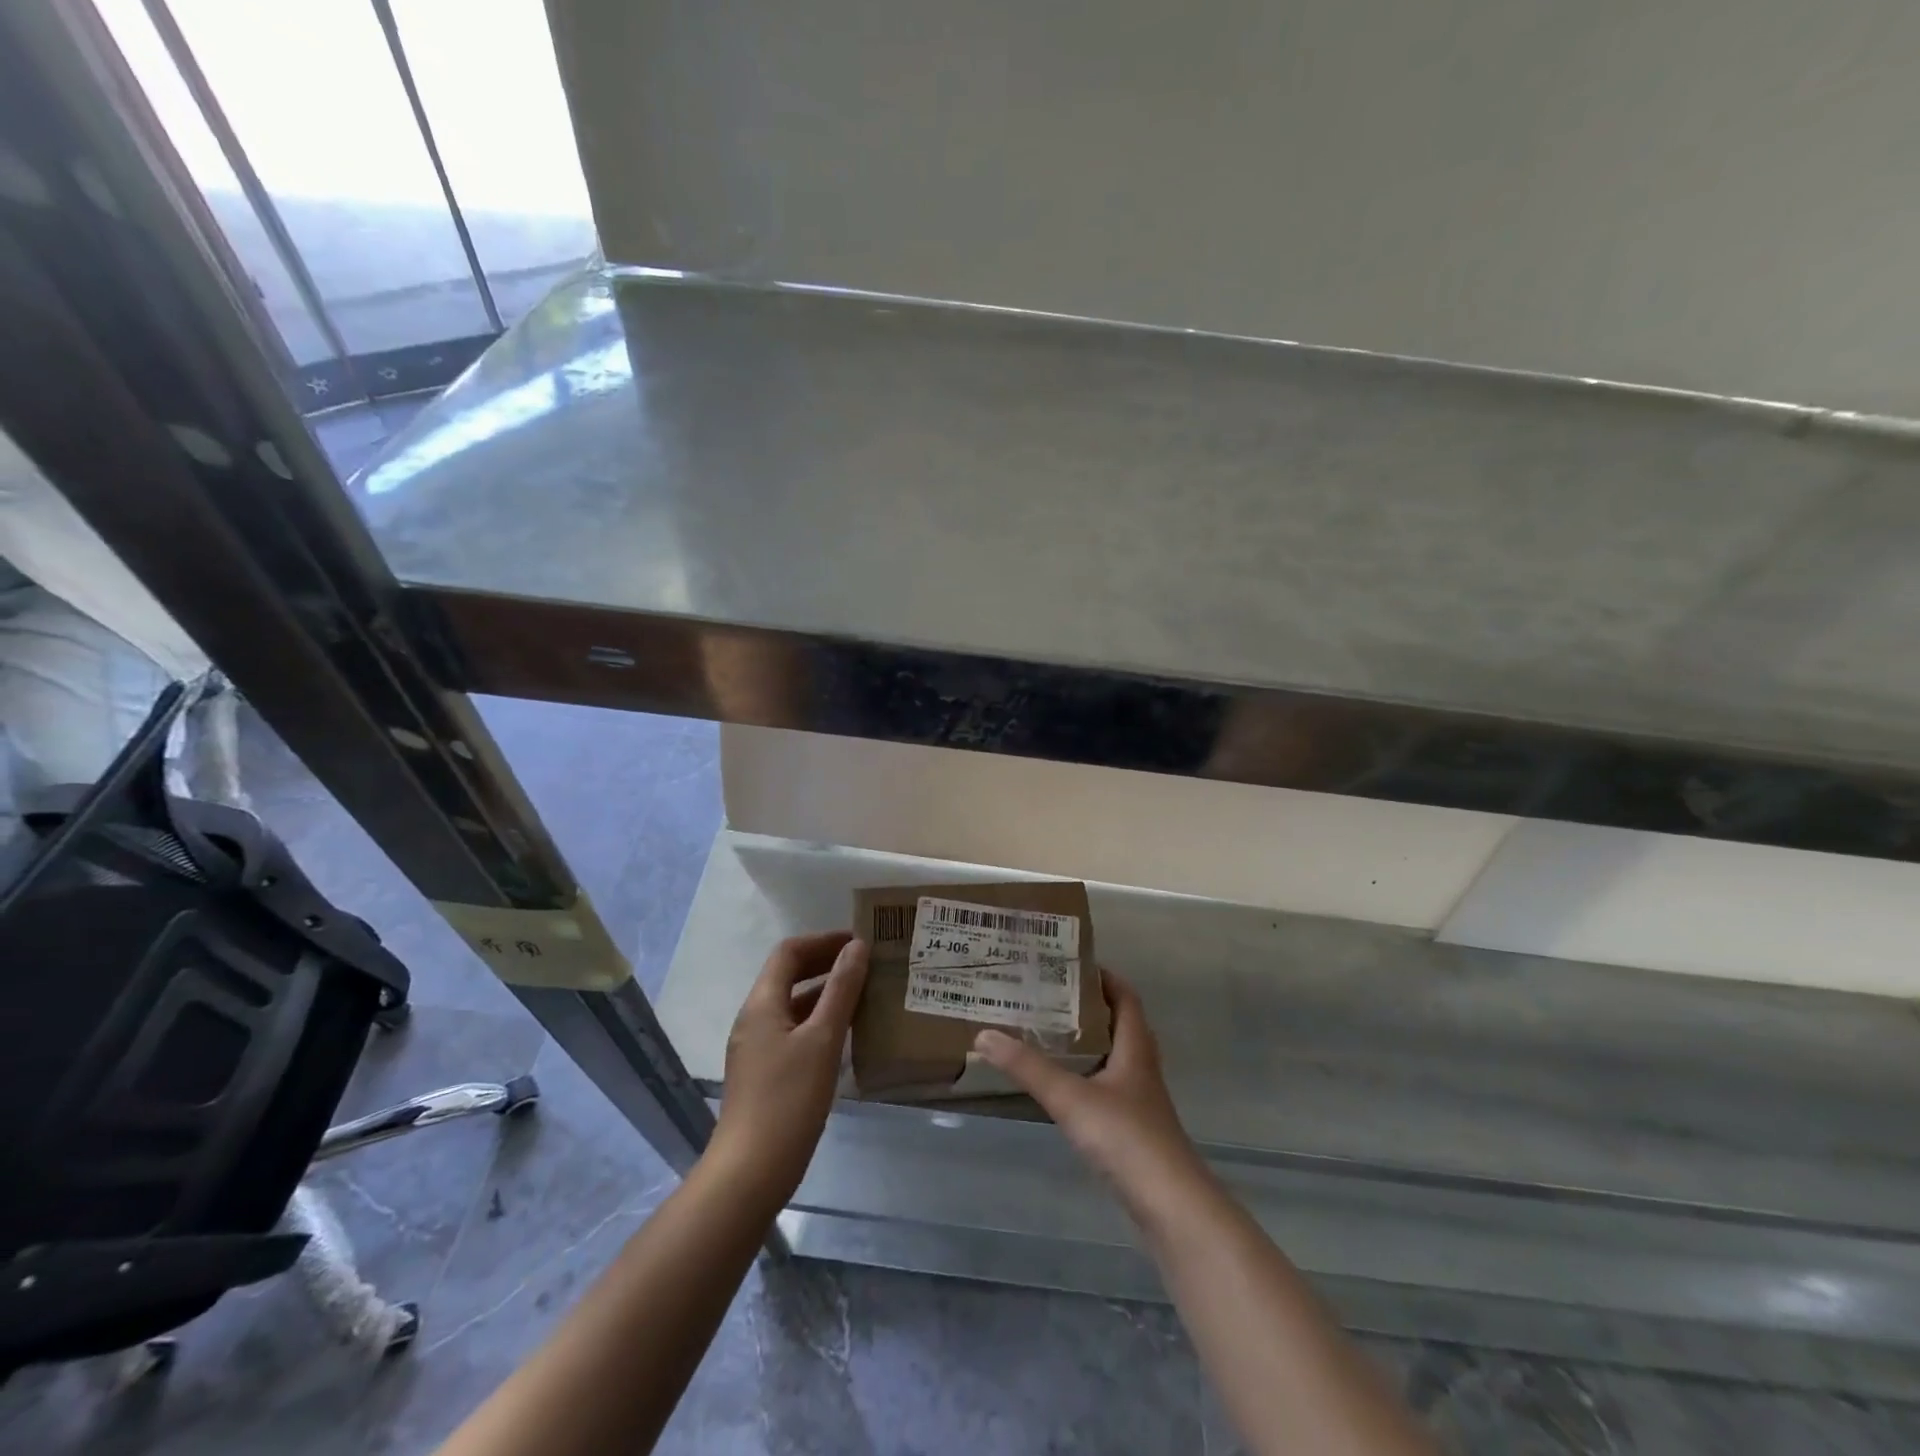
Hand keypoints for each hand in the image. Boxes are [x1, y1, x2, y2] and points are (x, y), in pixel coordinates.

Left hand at [712, 932, 867, 1201]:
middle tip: (867, 964)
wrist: (749, 1174)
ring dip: (825, 993)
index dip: (823, 941)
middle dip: (826, 964)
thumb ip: (841, 990)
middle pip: (788, 975)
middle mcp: (754, 1019)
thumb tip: (858, 947)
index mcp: (762, 1004)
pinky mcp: (763, 1073)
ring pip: (793, 1005)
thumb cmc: (788, 1100)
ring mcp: (756, 1048)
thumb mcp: (823, 1040)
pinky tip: (847, 1036)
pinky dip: (819, 1021)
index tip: (859, 942)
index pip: (789, 952)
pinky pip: (793, 1031)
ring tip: (865, 995)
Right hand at [972, 969, 1202, 1207]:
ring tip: (1050, 1032)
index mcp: (1135, 1048)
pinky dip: (1089, 1073)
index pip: (1125, 997)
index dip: (1104, 977)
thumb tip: (984, 1034)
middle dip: (1090, 1006)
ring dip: (1089, 1041)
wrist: (1170, 1204)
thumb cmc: (1125, 1137)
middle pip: (1121, 1024)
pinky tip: (1065, 1084)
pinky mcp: (1135, 1127)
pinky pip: (1110, 1085)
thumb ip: (1028, 1067)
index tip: (1072, 964)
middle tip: (1051, 995)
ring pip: (1115, 1056)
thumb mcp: (1070, 1098)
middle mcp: (1142, 1066)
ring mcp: (1140, 1099)